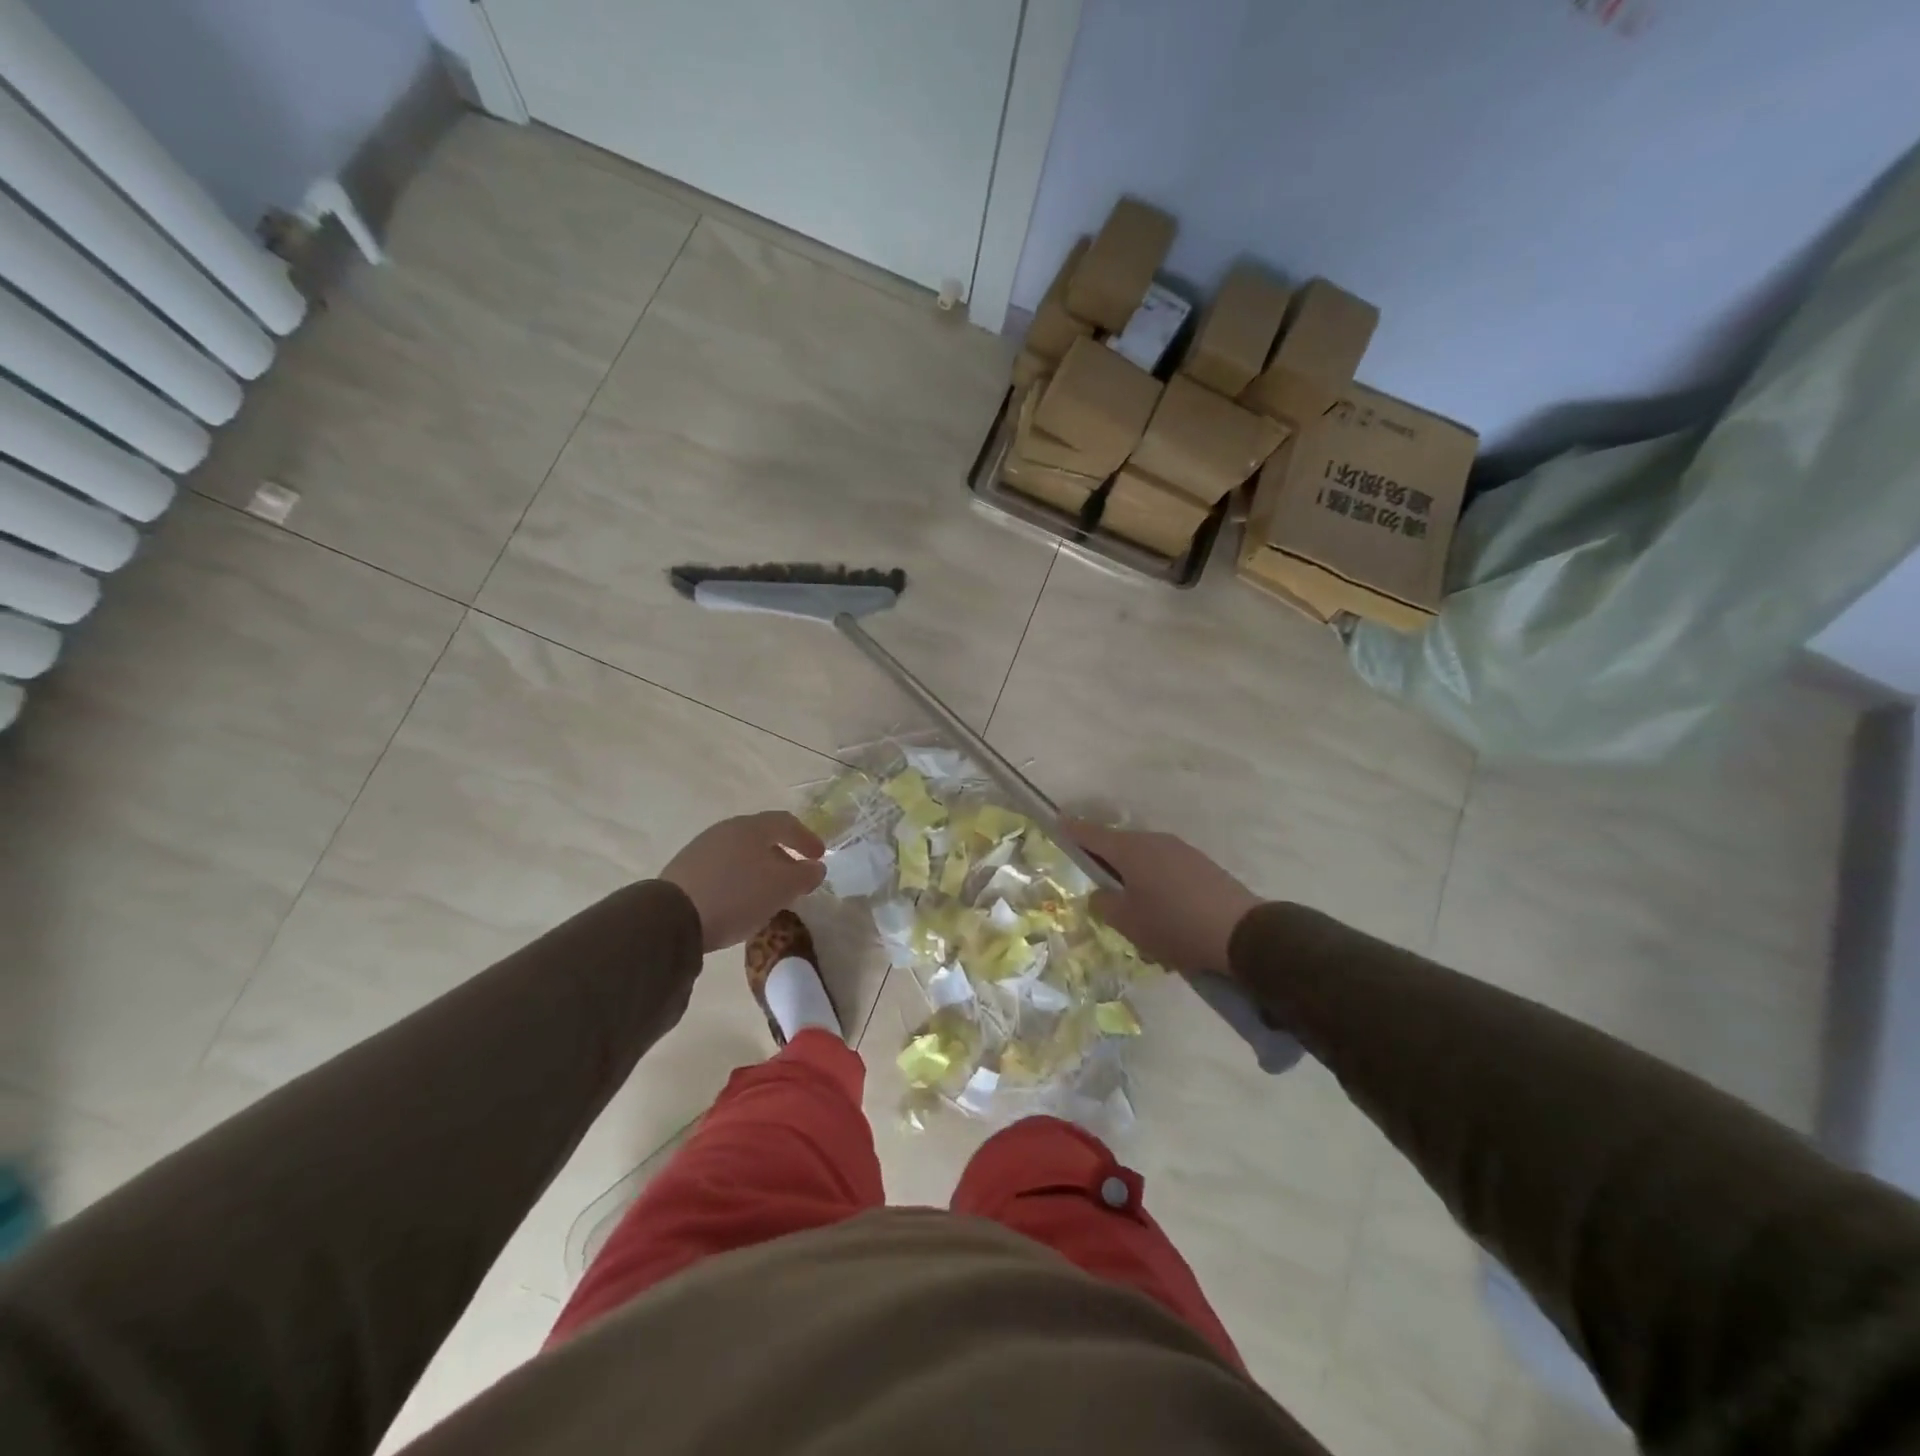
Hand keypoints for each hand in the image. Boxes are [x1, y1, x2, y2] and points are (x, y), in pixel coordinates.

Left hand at [661, 811, 825, 951]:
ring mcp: (701, 849)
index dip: (807, 838)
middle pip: (762, 837)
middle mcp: (726, 830)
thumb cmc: (737, 895)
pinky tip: (740, 900)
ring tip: (769, 892)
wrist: (671, 918)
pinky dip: (739, 879)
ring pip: (741, 853)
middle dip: (783, 855)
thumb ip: (805, 875)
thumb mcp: (782, 887)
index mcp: (752, 827)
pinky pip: (722, 869)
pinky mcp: (684, 870)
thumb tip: (816, 867)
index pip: (786, 822)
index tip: (819, 857)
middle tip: (796, 876)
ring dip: (760, 869)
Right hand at [1064, 820, 1261, 976]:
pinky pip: (1165, 867)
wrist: (1242, 933)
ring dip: (1132, 872)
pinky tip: (1160, 907)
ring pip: (1144, 856)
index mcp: (1130, 850)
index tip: (1057, 824)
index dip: (1072, 830)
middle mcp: (1154, 841)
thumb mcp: (1128, 923)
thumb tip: (1101, 894)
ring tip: (1129, 902)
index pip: (1091, 834)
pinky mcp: (1201, 865)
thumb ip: (1105, 904)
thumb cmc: (1174, 925)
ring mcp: (1181, 850)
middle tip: (1093, 879)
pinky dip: (1154, 880)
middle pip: (1119, 844)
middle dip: (1103, 858)